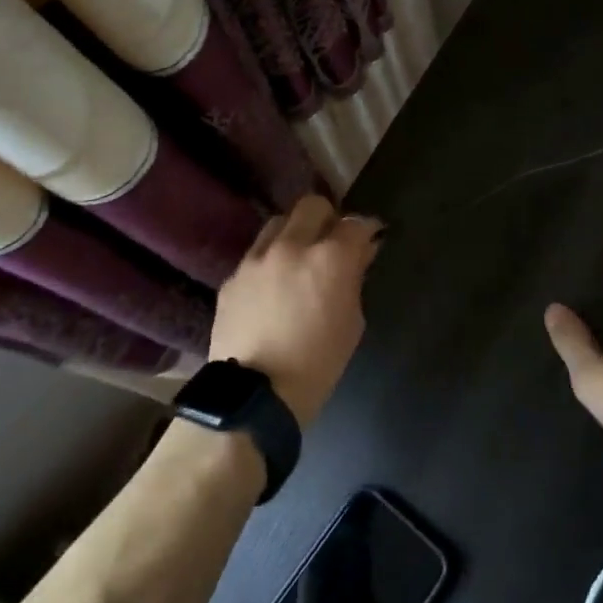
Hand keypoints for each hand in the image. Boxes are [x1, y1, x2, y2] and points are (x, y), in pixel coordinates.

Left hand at [209, 195, 377, 426]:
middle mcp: (291, 246)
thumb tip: (360, 253)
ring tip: (299, 257)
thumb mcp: (352, 323)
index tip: (370, 239)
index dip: (366, 229)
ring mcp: (256, 258)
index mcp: (329, 259)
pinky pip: (256, 253)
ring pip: (280, 222)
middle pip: (313, 205)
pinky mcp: (233, 276)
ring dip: (295, 232)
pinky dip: (270, 260)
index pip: (355, 223)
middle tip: (332, 242)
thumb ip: (354, 279)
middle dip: (329, 218)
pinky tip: (272, 285)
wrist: (254, 397)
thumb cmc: (317, 365)